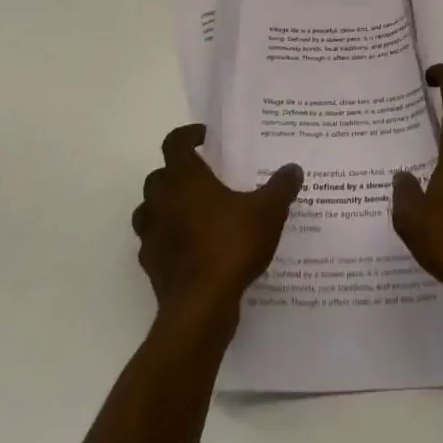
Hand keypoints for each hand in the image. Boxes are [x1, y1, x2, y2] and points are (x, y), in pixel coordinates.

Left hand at [132, 125, 302, 326]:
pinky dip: (168, 239)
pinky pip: (155, 242)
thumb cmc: (231, 245)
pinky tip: (191, 247)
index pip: (175, 143)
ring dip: (166, 206)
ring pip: (150, 209)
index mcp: (184, 178)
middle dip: (177, 173)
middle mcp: (161, 201)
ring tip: (194, 212)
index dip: (188, 135)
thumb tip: (293, 169)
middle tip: (204, 177)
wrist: (201, 307)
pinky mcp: (151, 265)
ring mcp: (152, 234)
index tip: (205, 138)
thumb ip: (281, 187)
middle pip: (159, 175)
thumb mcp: (268, 211)